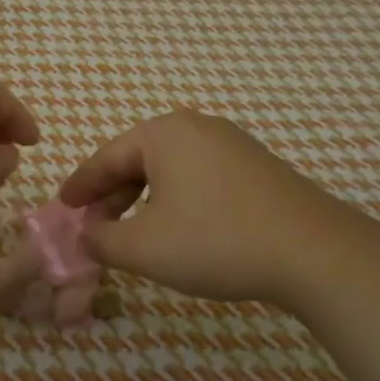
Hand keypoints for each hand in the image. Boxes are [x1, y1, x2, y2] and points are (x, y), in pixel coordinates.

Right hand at [58, 109, 379, 309]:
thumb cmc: (218, 241)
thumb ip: (102, 240)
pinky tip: (181, 229)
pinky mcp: (257, 166)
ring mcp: (232, 144)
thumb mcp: (145, 248)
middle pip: (138, 160)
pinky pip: (200, 176)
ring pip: (170, 170)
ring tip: (136, 233)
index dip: (81, 186)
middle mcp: (197, 127)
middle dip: (113, 196)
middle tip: (96, 228)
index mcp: (164, 133)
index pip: (106, 157)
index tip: (63, 206)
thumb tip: (86, 236)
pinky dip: (178, 200)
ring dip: (145, 200)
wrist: (316, 253)